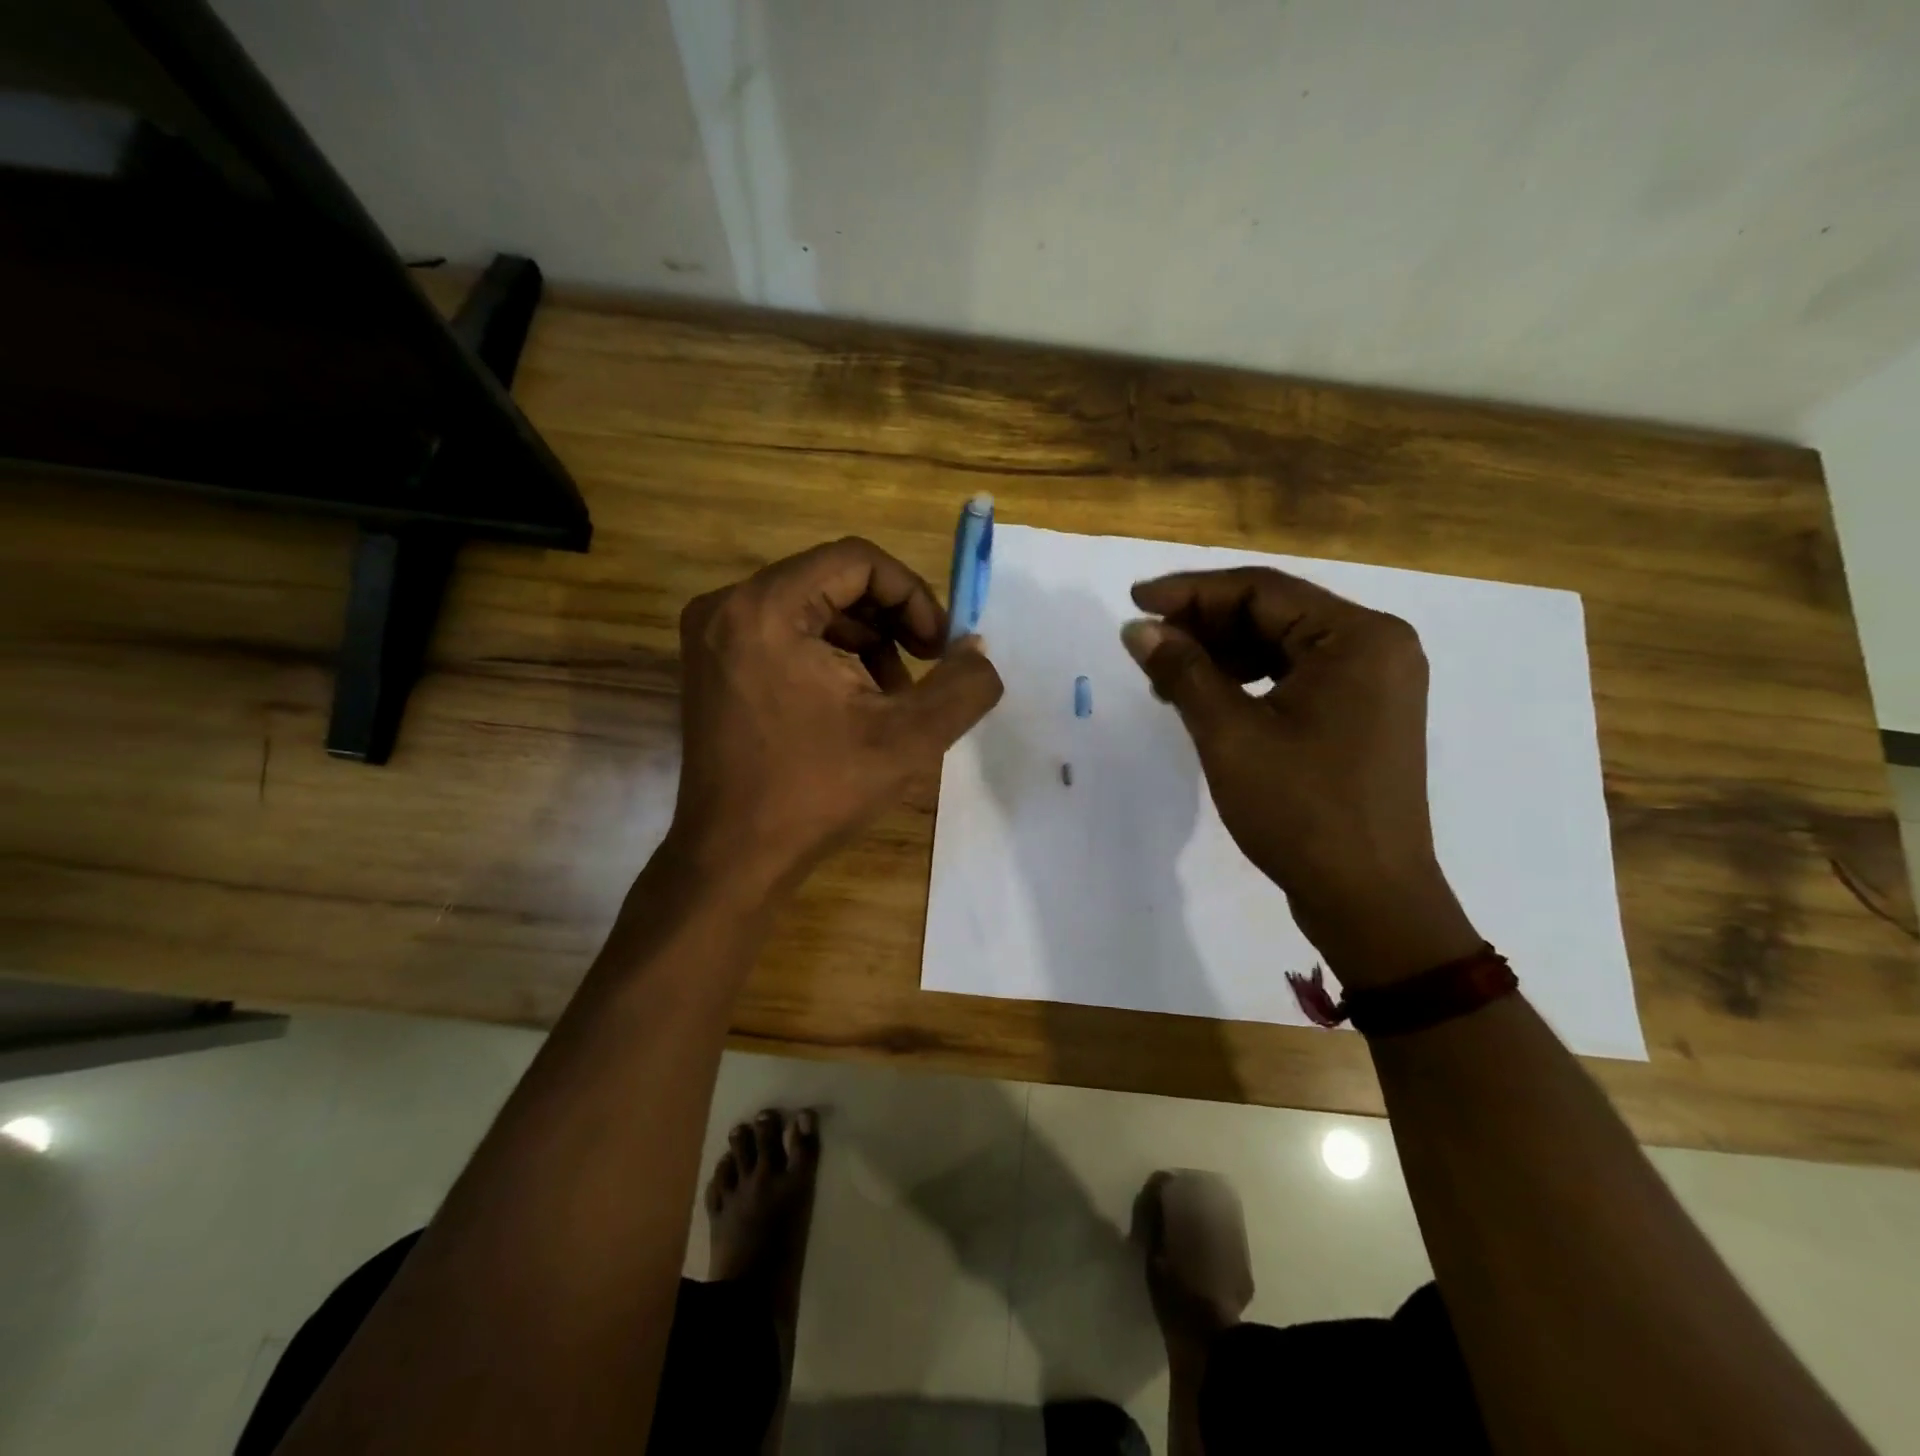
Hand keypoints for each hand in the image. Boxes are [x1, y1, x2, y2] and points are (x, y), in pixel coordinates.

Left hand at [669, 537, 1002, 895]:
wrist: (733, 858)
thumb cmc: (817, 793)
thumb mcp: (910, 738)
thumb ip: (963, 685)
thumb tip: (977, 649)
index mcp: (765, 609)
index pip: (856, 560)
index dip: (912, 594)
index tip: (939, 646)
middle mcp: (727, 607)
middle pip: (832, 579)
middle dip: (891, 619)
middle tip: (927, 665)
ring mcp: (712, 636)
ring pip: (811, 607)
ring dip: (866, 640)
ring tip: (895, 694)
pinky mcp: (712, 664)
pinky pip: (785, 633)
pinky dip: (830, 655)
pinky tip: (856, 702)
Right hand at [1121, 567, 1479, 988]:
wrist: (1368, 899)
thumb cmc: (1301, 811)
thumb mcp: (1230, 735)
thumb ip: (1183, 671)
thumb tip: (1137, 628)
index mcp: (1358, 638)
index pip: (1262, 590)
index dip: (1191, 592)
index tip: (1135, 601)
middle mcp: (1376, 648)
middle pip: (1274, 614)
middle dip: (1204, 625)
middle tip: (1145, 642)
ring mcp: (1373, 684)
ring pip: (1282, 646)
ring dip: (1221, 654)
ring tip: (1165, 675)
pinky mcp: (1361, 716)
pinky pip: (1295, 678)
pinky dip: (1247, 681)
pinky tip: (1206, 697)